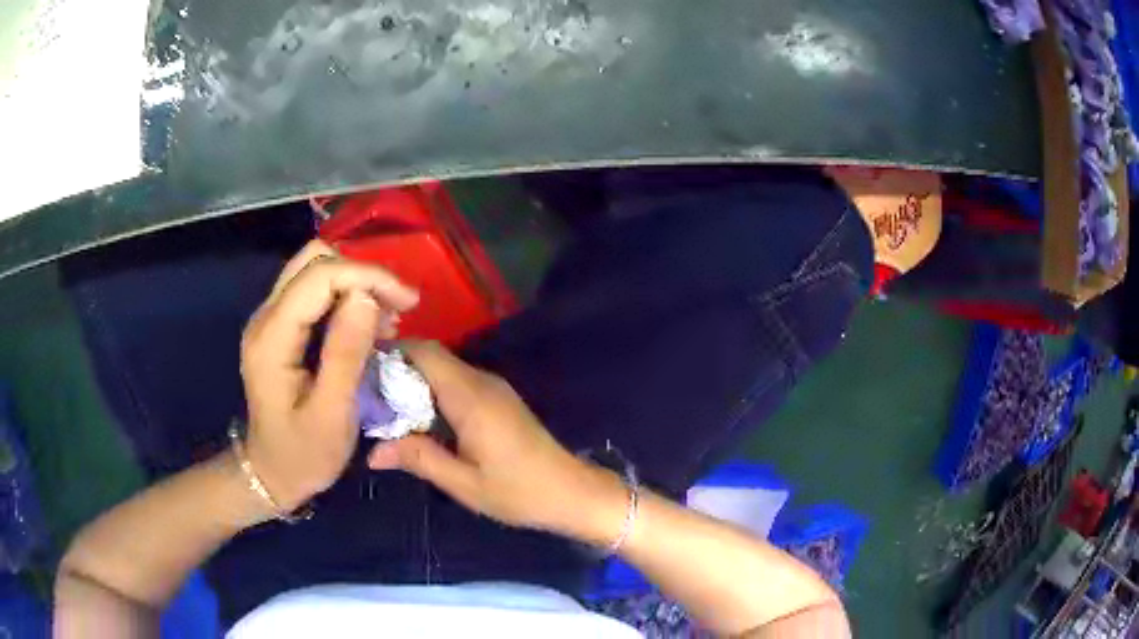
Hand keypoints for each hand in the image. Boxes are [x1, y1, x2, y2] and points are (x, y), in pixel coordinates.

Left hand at [240, 241, 418, 510]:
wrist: (271, 473)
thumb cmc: (303, 454)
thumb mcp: (332, 415)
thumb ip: (346, 354)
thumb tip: (367, 297)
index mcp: (272, 339)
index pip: (319, 276)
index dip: (366, 276)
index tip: (408, 301)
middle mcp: (265, 317)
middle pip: (313, 260)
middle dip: (362, 274)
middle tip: (397, 307)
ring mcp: (270, 319)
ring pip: (315, 269)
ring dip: (355, 283)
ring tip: (387, 318)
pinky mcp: (280, 327)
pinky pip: (315, 291)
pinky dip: (346, 296)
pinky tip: (367, 325)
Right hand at [367, 342, 626, 542]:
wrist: (571, 492)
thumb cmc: (518, 491)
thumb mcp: (463, 483)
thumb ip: (418, 459)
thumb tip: (373, 452)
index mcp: (470, 396)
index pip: (424, 352)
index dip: (391, 352)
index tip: (361, 369)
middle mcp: (482, 382)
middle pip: (432, 357)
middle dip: (398, 369)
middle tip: (367, 396)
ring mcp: (494, 389)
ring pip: (444, 370)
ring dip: (415, 382)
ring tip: (385, 409)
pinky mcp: (500, 400)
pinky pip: (458, 383)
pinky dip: (434, 393)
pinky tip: (419, 420)